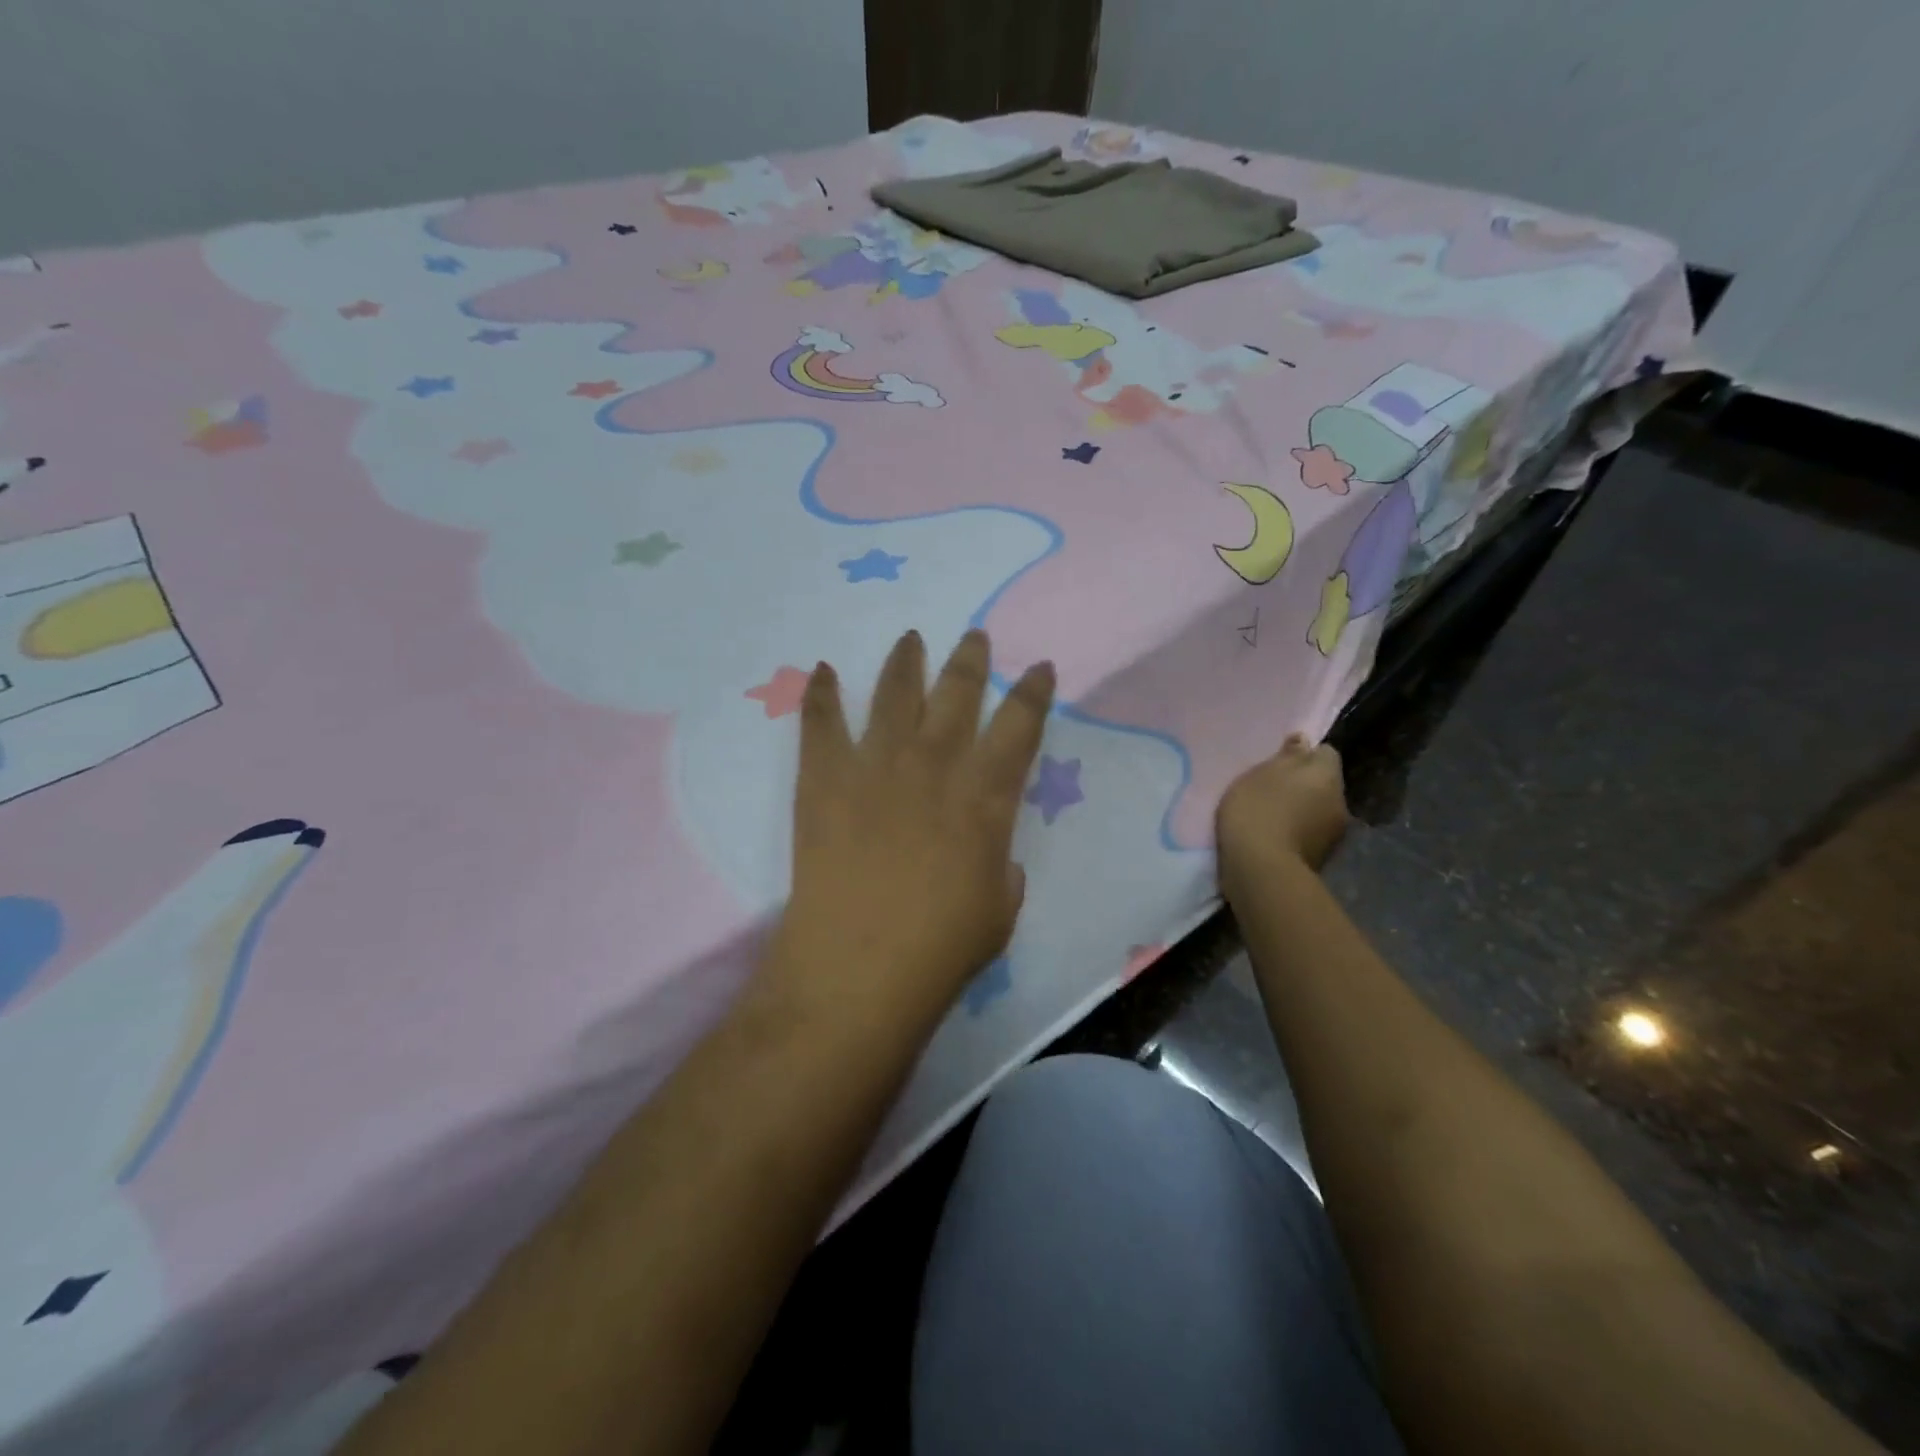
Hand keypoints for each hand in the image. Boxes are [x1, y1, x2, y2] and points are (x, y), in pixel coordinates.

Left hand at [769, 629, 1054, 1022]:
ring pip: (895, 692)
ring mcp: (876, 764)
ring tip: (911, 638)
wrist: (859, 966)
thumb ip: (1002, 870)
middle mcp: (935, 763)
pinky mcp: (824, 777)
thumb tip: (992, 856)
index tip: (1038, 668)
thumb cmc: (941, 948)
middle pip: (958, 692)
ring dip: (906, 660)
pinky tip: (822, 670)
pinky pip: (821, 721)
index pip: (1020, 725)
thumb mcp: (999, 910)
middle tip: (974, 637)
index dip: (1033, 692)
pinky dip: (820, 693)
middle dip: (970, 659)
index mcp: (986, 795)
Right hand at [1216, 733, 1349, 889]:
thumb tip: (1304, 740)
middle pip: (1323, 784)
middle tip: (1270, 789)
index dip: (1303, 755)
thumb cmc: (1258, 810)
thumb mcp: (1261, 773)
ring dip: (1300, 811)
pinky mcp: (1321, 859)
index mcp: (1328, 774)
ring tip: (1269, 817)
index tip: (1278, 763)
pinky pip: (1309, 835)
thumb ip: (1286, 755)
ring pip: (1317, 811)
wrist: (1261, 870)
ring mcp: (1334, 834)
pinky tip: (1272, 838)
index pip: (1325, 753)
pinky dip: (1295, 834)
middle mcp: (1341, 801)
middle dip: (1303, 785)